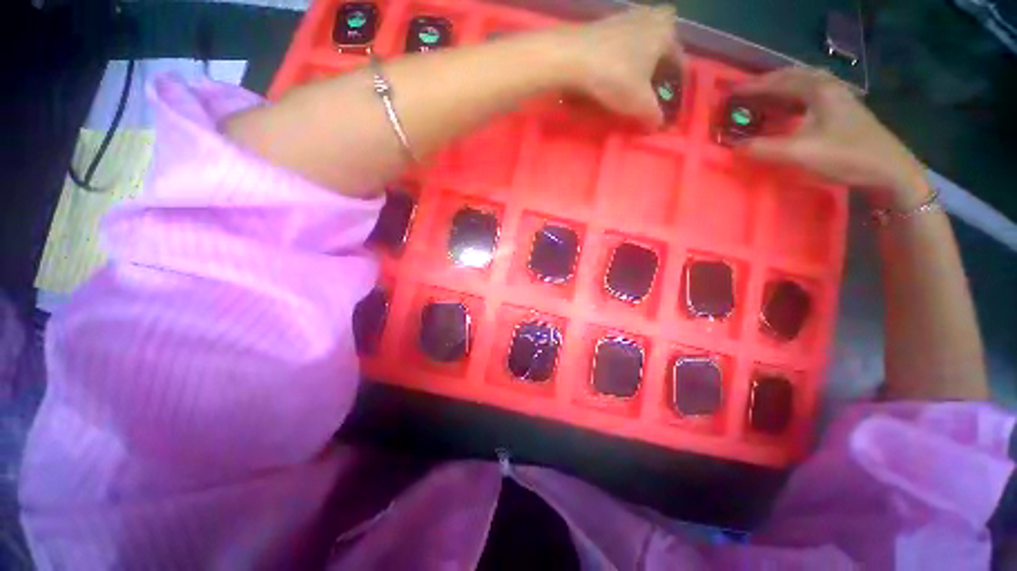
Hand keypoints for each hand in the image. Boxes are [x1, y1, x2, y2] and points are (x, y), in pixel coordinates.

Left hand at [555, 6, 682, 127]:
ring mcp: (626, 18)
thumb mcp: (639, 103)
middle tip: (652, 88)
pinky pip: (622, 44)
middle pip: (662, 47)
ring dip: (640, 62)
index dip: (674, 86)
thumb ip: (653, 115)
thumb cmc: (614, 77)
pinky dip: (621, 58)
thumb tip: (659, 125)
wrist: (572, 58)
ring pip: (642, 43)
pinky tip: (612, 73)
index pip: (678, 63)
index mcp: (666, 33)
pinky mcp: (604, 25)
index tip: (668, 103)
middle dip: (659, 68)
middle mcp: (651, 19)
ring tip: (632, 84)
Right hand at [734, 67, 927, 206]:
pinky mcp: (844, 110)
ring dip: (783, 86)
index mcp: (819, 91)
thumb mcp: (800, 153)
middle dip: (768, 81)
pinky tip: (790, 106)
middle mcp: (829, 87)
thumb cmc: (845, 155)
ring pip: (805, 83)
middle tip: (747, 91)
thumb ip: (764, 148)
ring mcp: (839, 97)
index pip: (780, 81)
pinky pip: (813, 94)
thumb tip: (735, 147)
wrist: (888, 168)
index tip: (732, 91)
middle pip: (795, 75)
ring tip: (765, 95)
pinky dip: (795, 96)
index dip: (754, 86)